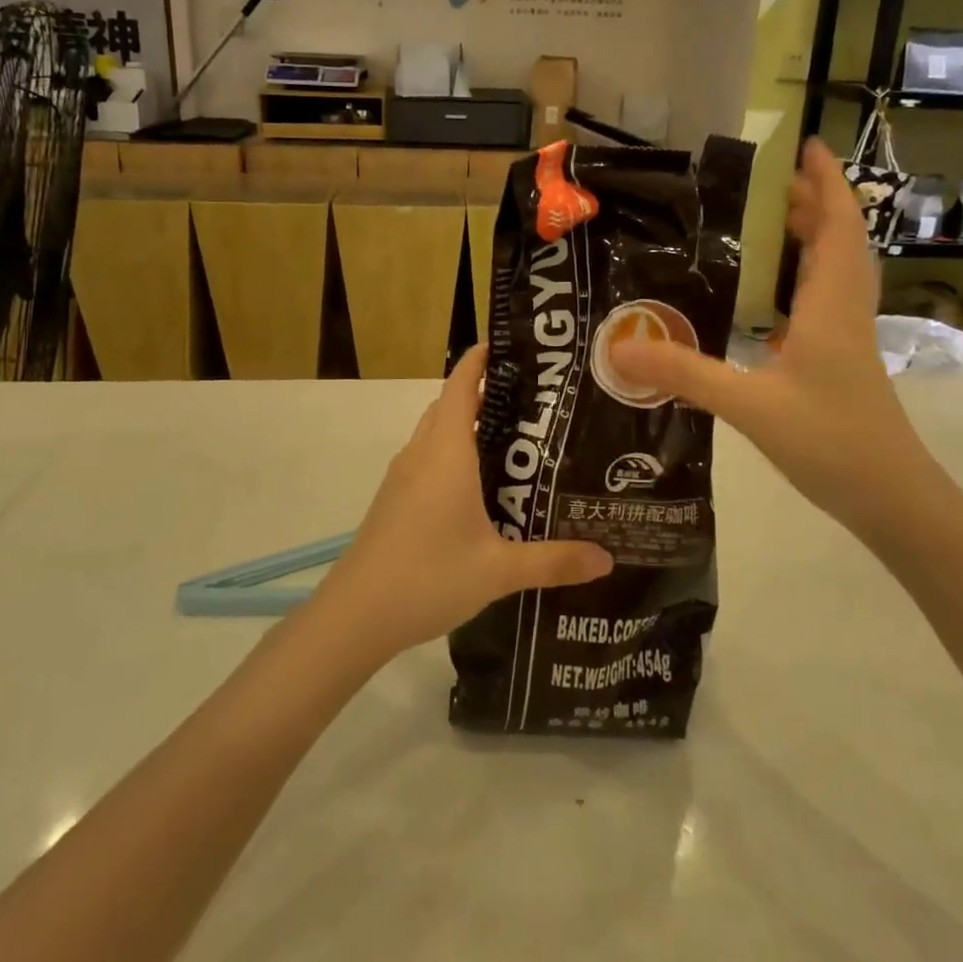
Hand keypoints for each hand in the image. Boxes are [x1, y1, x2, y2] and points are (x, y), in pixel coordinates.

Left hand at [313, 346, 613, 659]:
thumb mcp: (499, 571)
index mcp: (447, 452)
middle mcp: (422, 453)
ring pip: (436, 432)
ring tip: (513, 439)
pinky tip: (478, 487)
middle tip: (533, 399)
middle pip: (450, 404)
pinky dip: (452, 452)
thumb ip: (554, 561)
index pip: (461, 385)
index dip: (480, 358)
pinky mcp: (394, 499)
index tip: (511, 345)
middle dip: (484, 392)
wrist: (355, 615)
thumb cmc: (428, 577)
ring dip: (466, 424)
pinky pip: (427, 458)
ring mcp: (402, 476)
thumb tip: (608, 558)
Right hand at [610, 139, 922, 534]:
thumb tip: (619, 348)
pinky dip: (801, 280)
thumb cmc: (832, 442)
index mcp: (832, 305)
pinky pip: (824, 301)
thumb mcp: (750, 406)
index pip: (836, 226)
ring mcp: (847, 337)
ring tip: (767, 223)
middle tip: (765, 182)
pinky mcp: (841, 360)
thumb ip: (685, 374)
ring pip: (834, 270)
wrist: (893, 499)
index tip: (803, 146)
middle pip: (837, 239)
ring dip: (809, 238)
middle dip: (809, 202)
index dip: (824, 182)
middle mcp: (845, 310)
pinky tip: (768, 297)